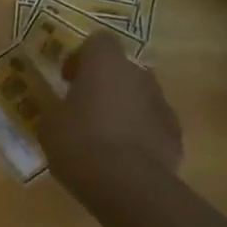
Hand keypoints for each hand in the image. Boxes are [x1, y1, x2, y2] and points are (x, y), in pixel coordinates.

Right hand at [37, 37, 182, 206]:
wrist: (128, 186)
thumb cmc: (80, 143)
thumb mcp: (50, 124)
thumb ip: (58, 108)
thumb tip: (63, 110)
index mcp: (105, 64)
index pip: (98, 40)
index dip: (81, 56)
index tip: (67, 79)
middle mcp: (139, 76)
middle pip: (122, 68)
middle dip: (104, 83)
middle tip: (83, 105)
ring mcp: (162, 105)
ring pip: (139, 96)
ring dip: (123, 107)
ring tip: (103, 135)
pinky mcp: (175, 135)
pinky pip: (153, 124)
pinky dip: (139, 133)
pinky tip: (122, 156)